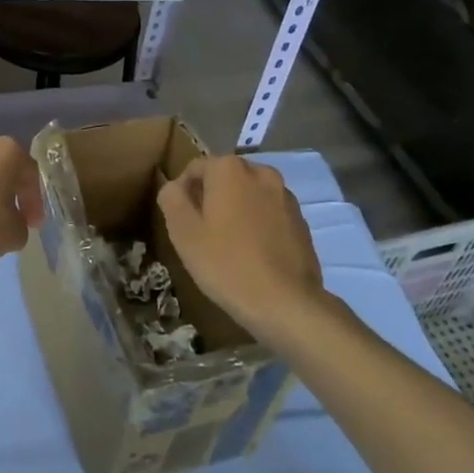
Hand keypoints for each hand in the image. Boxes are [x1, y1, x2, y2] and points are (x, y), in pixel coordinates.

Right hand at [158, 156, 327, 337]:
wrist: (287, 304)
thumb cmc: (227, 264)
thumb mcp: (184, 233)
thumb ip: (172, 199)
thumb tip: (174, 186)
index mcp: (229, 169)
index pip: (195, 168)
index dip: (183, 193)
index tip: (182, 222)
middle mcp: (260, 172)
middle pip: (224, 179)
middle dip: (211, 199)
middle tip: (202, 234)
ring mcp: (285, 196)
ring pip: (248, 195)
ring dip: (236, 210)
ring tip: (229, 245)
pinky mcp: (301, 220)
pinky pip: (269, 213)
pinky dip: (258, 224)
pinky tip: (254, 254)